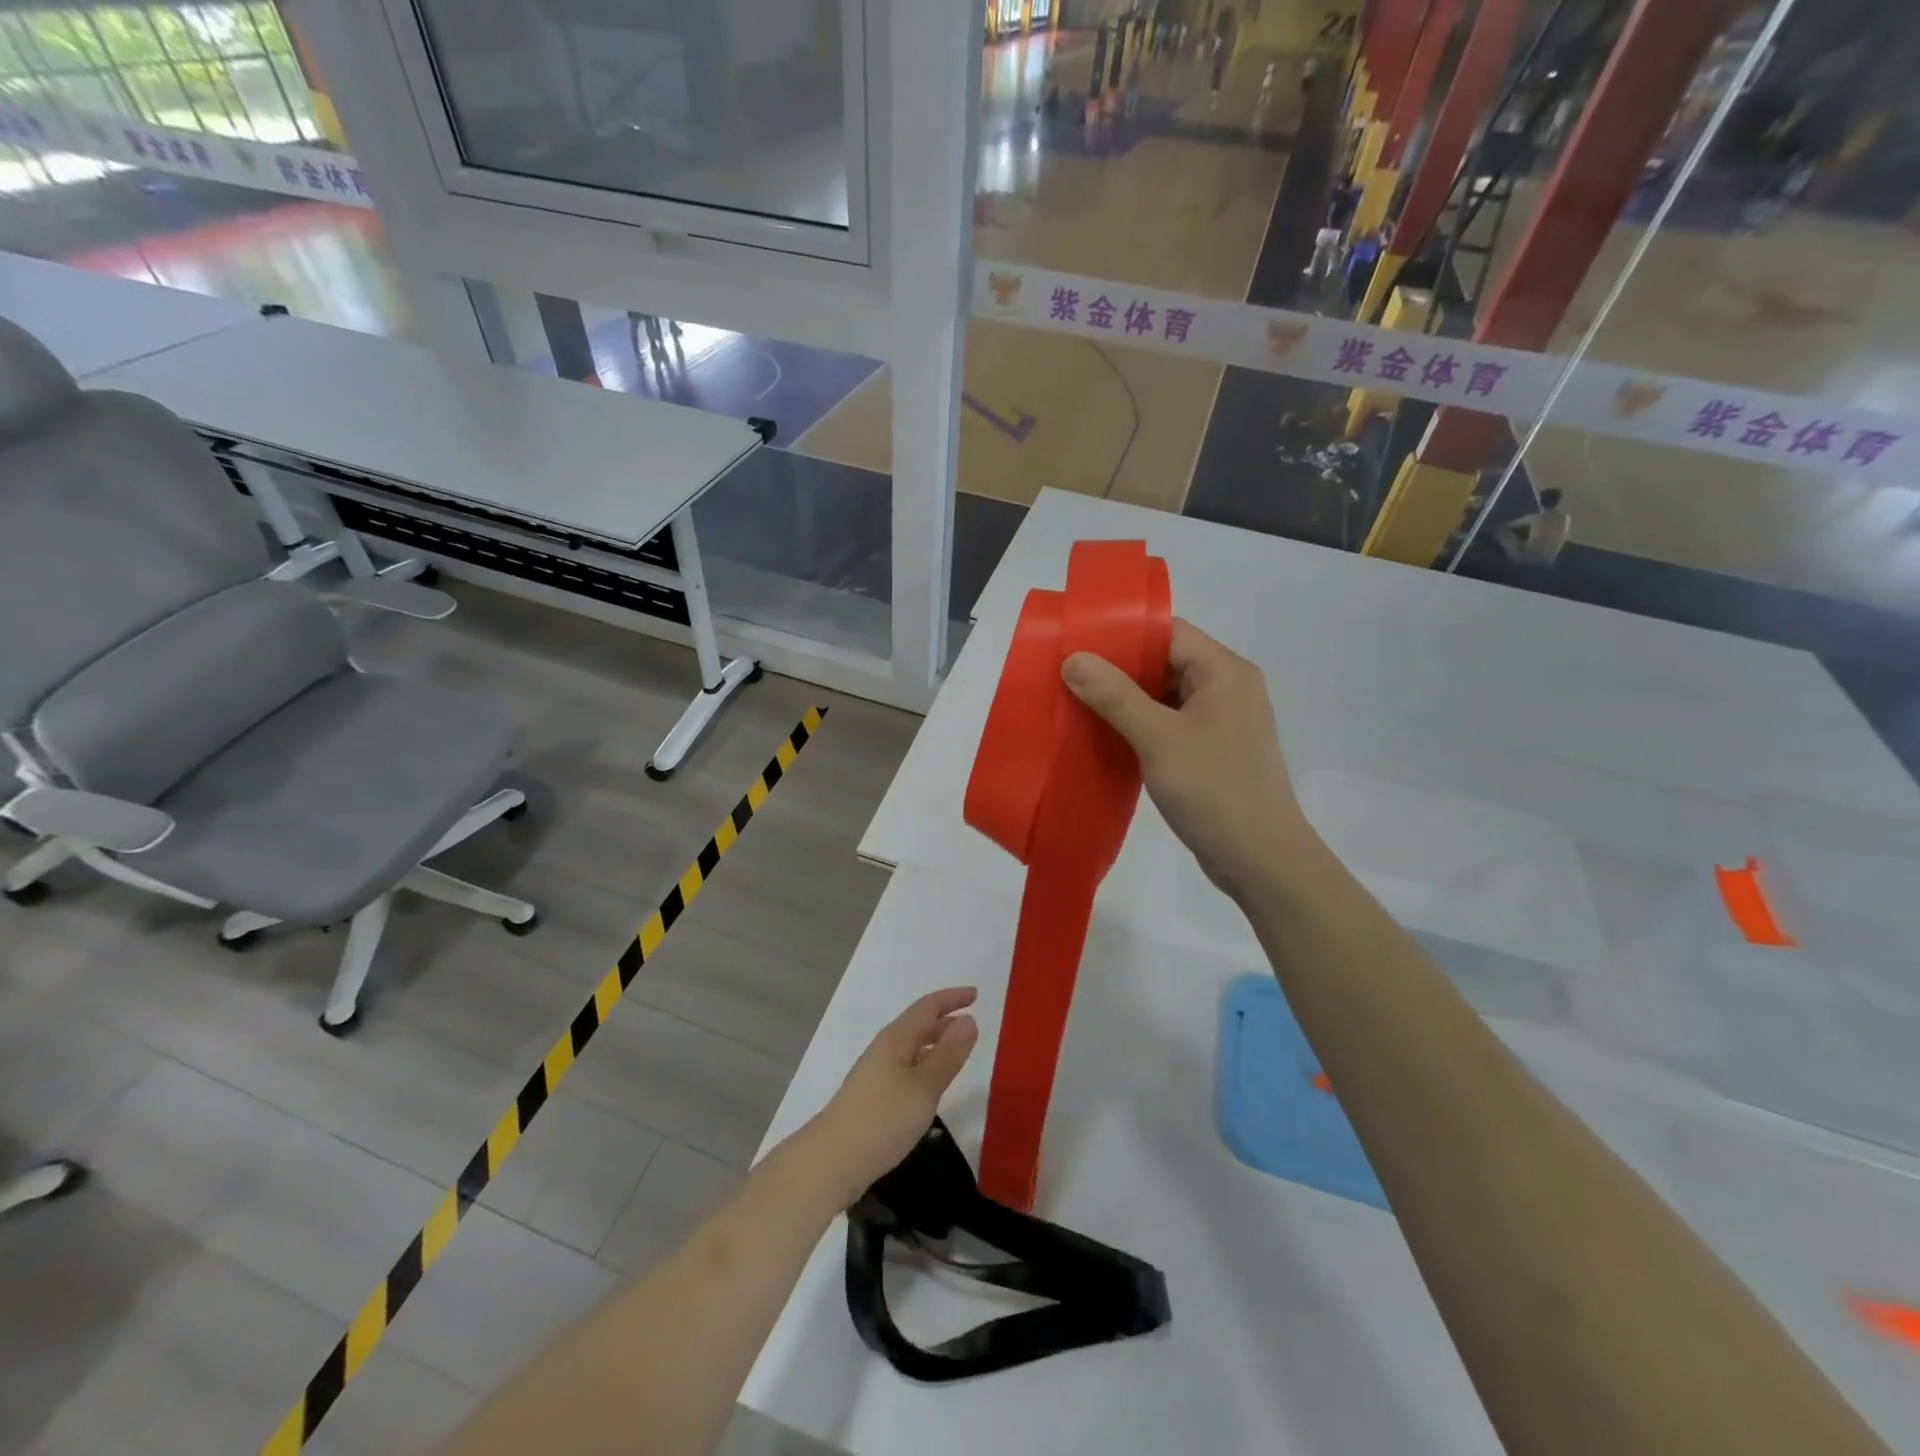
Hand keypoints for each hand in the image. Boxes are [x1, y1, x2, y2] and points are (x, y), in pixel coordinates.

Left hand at [807, 988, 978, 1207]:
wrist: (831, 1161)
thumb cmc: (882, 1119)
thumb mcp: (924, 1087)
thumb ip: (948, 1055)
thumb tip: (969, 1020)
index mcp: (896, 1039)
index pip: (927, 1007)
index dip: (951, 998)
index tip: (976, 994)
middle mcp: (884, 1050)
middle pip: (917, 1025)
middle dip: (945, 1020)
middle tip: (972, 1025)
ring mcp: (875, 1074)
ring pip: (911, 1048)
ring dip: (935, 1044)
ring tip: (957, 1052)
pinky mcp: (873, 1097)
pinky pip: (906, 1068)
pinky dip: (925, 1065)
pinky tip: (931, 1085)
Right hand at [1062, 618, 1310, 897]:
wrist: (1261, 859)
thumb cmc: (1214, 789)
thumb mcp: (1158, 738)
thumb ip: (1115, 696)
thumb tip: (1074, 658)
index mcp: (1224, 672)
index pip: (1170, 632)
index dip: (1124, 633)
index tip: (1078, 643)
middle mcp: (1228, 688)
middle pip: (1166, 661)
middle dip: (1119, 668)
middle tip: (1069, 675)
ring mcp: (1222, 721)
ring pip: (1165, 695)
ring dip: (1126, 700)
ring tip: (1078, 703)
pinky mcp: (1213, 750)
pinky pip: (1170, 723)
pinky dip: (1140, 726)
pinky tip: (1106, 736)